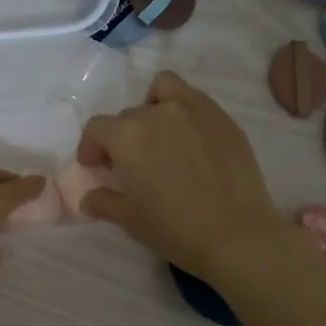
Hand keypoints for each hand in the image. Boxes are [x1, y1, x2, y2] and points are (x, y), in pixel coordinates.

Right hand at [77, 71, 297, 286]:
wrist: (237, 235)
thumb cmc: (175, 229)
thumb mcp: (130, 220)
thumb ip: (103, 202)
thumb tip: (88, 198)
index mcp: (128, 136)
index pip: (98, 127)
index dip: (91, 147)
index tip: (96, 167)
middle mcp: (158, 113)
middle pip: (129, 115)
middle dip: (122, 137)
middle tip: (130, 165)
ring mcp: (195, 110)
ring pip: (163, 90)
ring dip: (153, 107)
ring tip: (159, 136)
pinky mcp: (223, 118)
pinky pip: (194, 99)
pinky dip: (184, 109)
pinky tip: (190, 140)